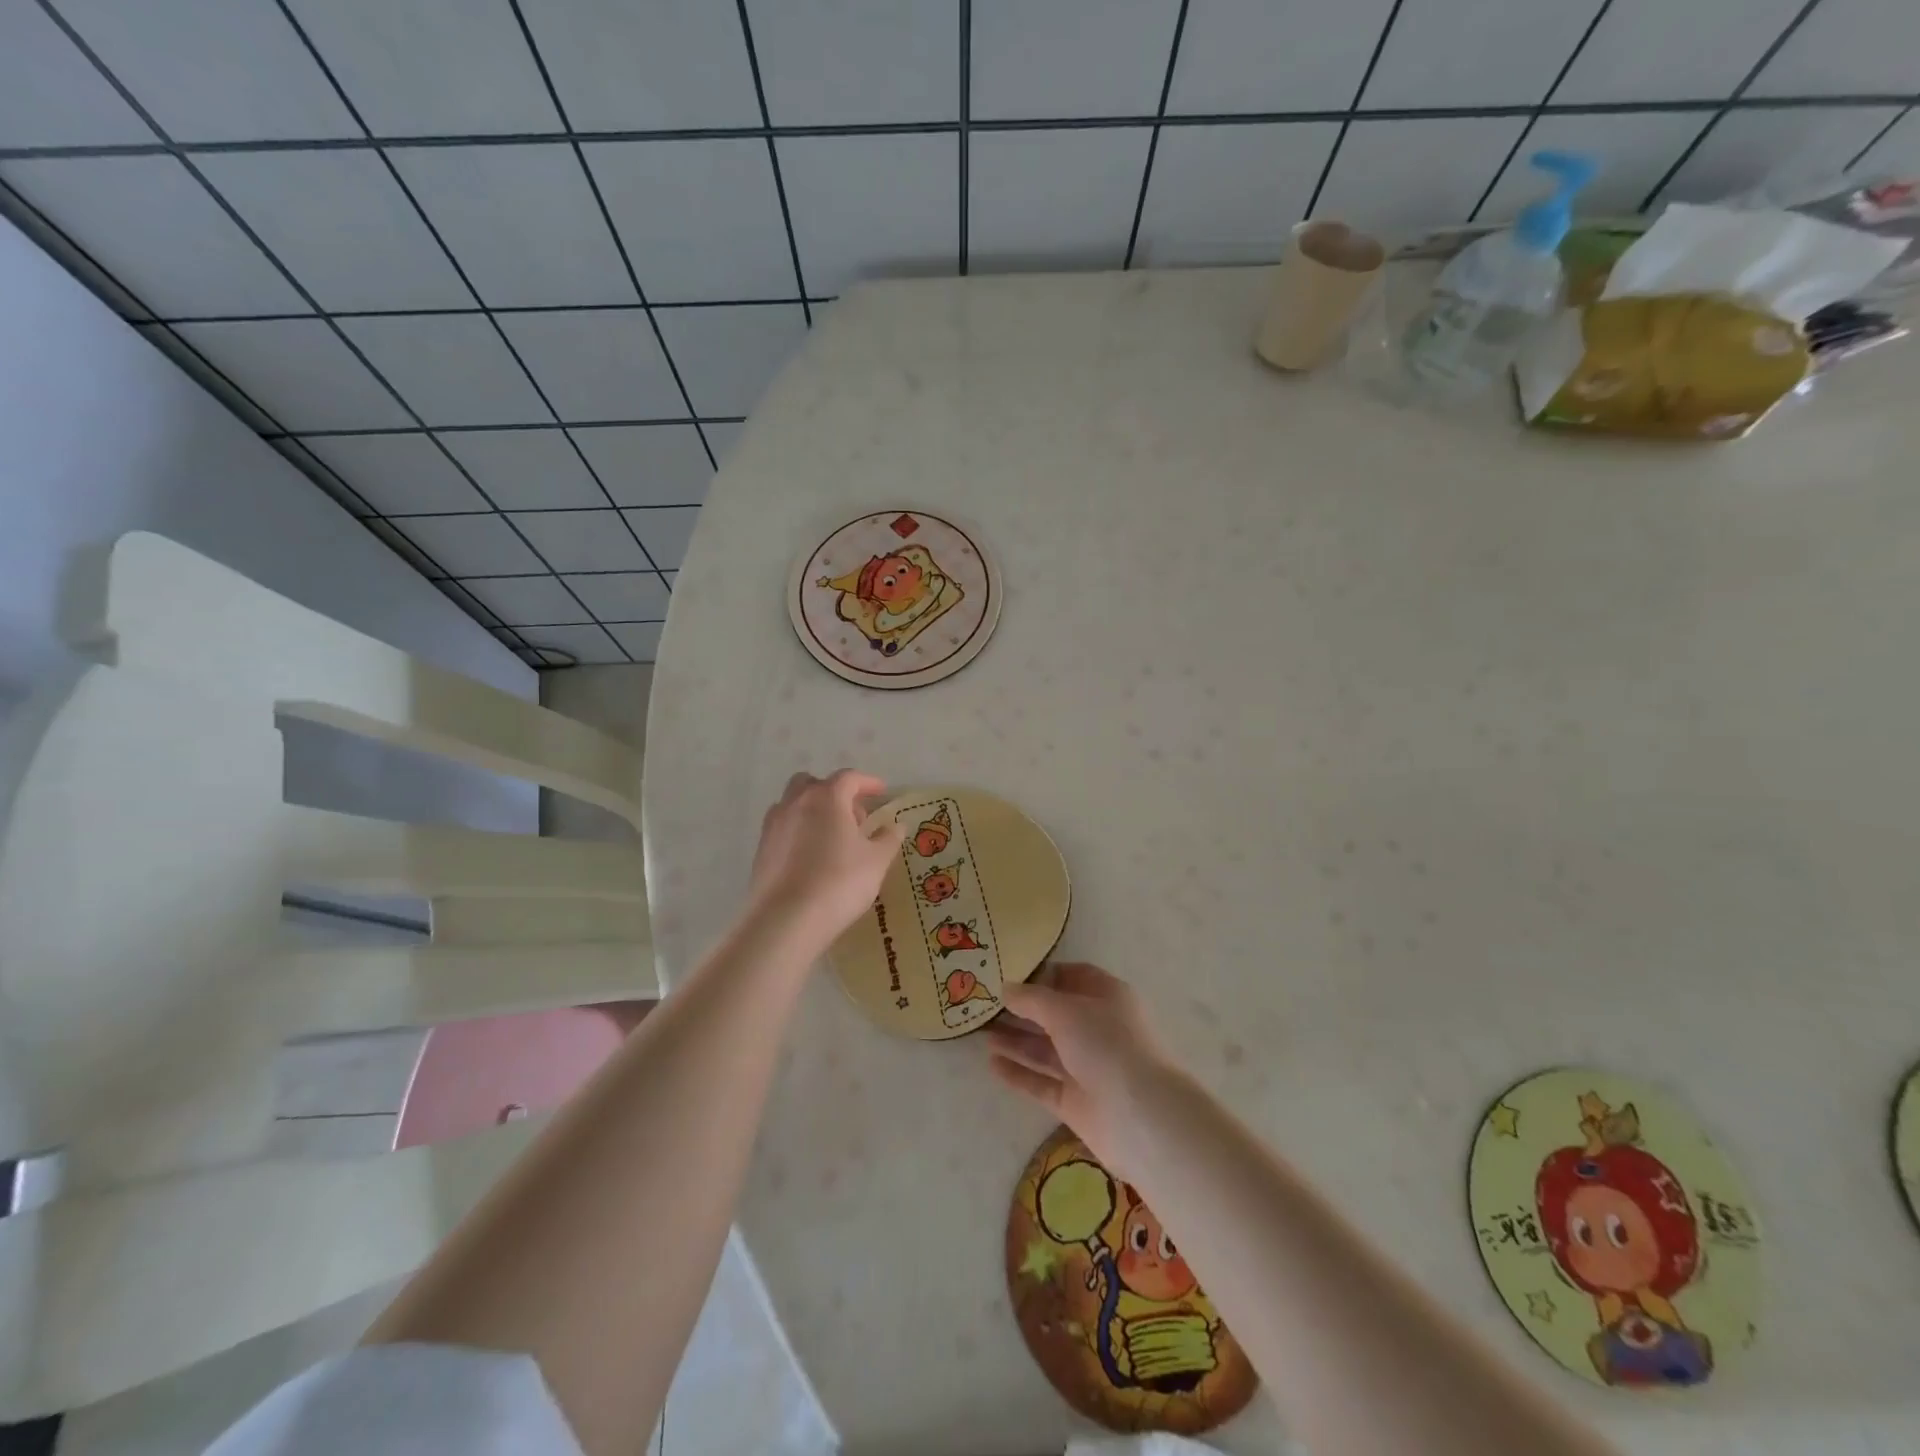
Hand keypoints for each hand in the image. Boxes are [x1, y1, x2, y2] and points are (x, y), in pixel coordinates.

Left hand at [749, 770, 902, 944]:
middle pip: (814, 784)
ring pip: (793, 804)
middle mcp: (796, 803)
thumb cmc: (840, 882)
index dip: (867, 782)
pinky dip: (798, 832)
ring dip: (813, 811)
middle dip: (834, 793)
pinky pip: (783, 829)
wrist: (786, 919)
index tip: (881, 791)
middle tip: (853, 816)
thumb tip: (896, 826)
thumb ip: (888, 838)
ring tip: (831, 837)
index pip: (849, 778)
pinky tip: (811, 857)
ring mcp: (774, 826)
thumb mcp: (876, 861)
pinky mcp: (761, 850)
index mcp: (827, 798)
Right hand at [986, 963, 1183, 1174]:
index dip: (1043, 975)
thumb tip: (1006, 988)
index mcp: (1106, 997)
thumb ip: (1031, 999)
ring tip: (981, 1033)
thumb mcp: (1065, 1010)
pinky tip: (992, 1064)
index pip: (1073, 977)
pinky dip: (1019, 1073)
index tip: (1009, 975)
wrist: (1139, 1116)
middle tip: (985, 1006)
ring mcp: (1088, 1067)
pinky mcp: (1076, 1101)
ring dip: (1016, 1040)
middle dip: (1022, 1010)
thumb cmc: (1105, 1045)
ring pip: (1046, 1049)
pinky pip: (1042, 1082)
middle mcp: (1098, 1029)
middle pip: (1055, 1015)